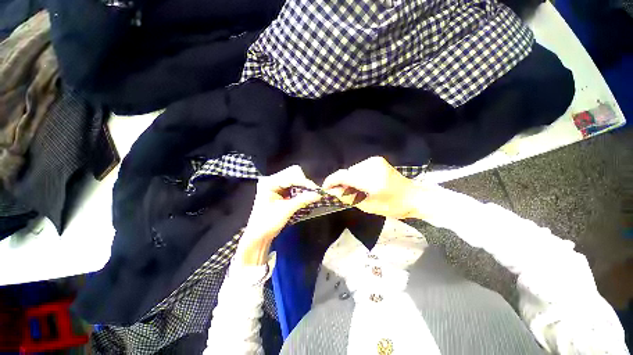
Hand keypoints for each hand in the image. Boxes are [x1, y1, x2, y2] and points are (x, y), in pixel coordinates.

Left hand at [238, 166, 321, 264]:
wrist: (259, 236)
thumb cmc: (267, 223)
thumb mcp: (285, 211)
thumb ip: (302, 200)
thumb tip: (318, 195)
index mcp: (269, 182)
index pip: (291, 176)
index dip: (305, 182)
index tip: (316, 190)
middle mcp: (272, 180)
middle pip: (293, 174)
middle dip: (304, 183)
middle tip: (313, 193)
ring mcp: (276, 185)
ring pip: (295, 179)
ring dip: (303, 187)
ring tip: (310, 196)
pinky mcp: (280, 191)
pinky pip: (294, 186)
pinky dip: (300, 191)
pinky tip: (305, 197)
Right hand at [322, 156, 427, 218]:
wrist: (413, 196)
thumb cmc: (393, 206)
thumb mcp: (368, 206)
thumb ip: (348, 197)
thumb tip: (332, 192)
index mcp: (371, 180)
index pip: (343, 176)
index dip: (331, 181)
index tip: (325, 189)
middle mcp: (371, 166)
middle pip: (346, 172)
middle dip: (340, 182)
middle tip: (341, 194)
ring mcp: (374, 161)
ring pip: (352, 170)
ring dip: (349, 179)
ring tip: (353, 190)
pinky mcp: (376, 160)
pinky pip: (358, 168)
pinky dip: (355, 175)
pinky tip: (361, 183)